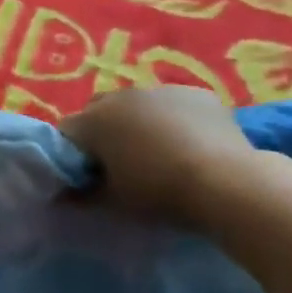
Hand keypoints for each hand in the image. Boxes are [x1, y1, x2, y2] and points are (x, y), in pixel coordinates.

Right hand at [61, 87, 255, 227]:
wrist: (227, 183)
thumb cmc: (159, 192)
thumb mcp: (114, 201)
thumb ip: (83, 196)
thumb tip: (64, 196)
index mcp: (94, 120)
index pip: (66, 132)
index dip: (73, 154)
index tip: (87, 175)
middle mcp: (121, 96)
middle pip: (98, 110)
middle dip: (102, 131)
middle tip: (120, 162)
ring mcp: (160, 90)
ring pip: (137, 104)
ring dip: (138, 122)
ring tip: (159, 153)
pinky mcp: (196, 93)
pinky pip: (173, 104)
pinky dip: (174, 119)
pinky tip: (191, 144)